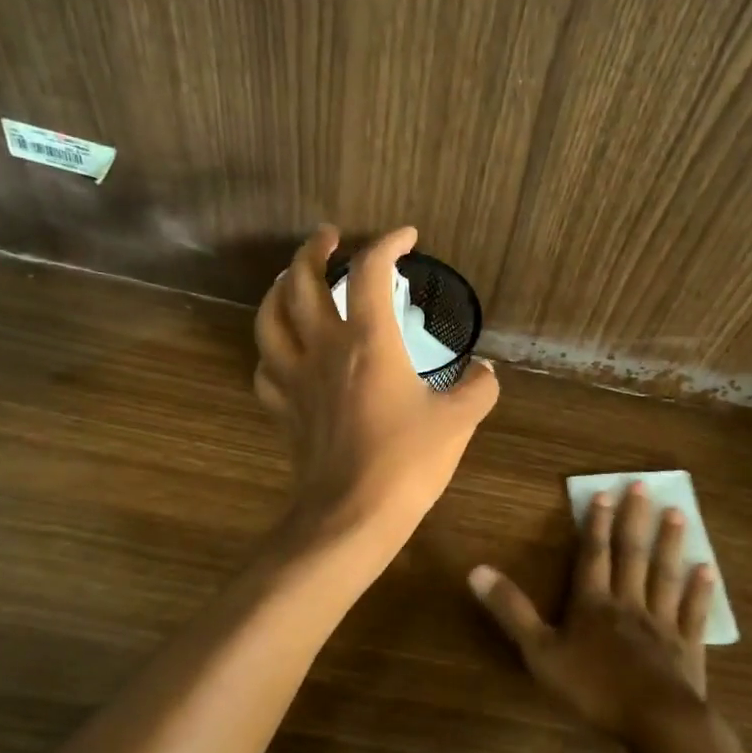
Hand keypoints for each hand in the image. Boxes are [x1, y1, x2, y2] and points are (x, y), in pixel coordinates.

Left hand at [254, 224, 499, 537]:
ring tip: (292, 278)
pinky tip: (285, 350)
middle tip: (329, 237)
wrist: (351, 515)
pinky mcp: (283, 408)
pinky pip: (266, 366)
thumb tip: (485, 371)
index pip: (370, 270)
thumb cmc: (407, 462)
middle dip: (314, 249)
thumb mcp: (458, 422)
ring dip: (279, 288)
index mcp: (368, 340)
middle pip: (302, 280)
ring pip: (270, 317)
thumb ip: (477, 388)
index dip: (388, 243)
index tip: (407, 237)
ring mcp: (296, 377)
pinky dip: (273, 349)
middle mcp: (324, 347)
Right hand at [469, 482, 715, 744]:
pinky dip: (699, 590)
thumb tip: (476, 570)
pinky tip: (707, 570)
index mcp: (593, 603)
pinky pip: (693, 612)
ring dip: (670, 544)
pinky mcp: (687, 647)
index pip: (594, 555)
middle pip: (632, 555)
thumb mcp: (540, 652)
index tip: (605, 492)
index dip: (597, 524)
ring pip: (664, 575)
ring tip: (678, 514)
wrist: (655, 722)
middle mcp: (628, 603)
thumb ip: (511, 611)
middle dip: (635, 520)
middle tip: (644, 486)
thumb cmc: (593, 688)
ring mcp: (661, 623)